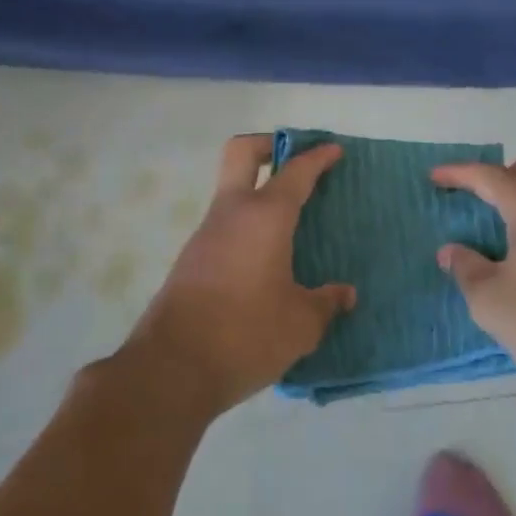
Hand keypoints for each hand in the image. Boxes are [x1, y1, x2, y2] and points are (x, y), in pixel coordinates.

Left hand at [125, 135, 354, 414]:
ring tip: (292, 221)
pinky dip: (248, 225)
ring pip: (231, 191)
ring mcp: (205, 235)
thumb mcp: (300, 324)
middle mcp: (231, 214)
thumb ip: (326, 303)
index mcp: (265, 217)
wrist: (171, 370)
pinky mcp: (191, 260)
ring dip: (258, 191)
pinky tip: (267, 258)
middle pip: (242, 153)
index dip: (317, 157)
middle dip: (269, 145)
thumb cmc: (246, 335)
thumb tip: (345, 295)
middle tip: (296, 160)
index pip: (295, 172)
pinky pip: (225, 225)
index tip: (333, 150)